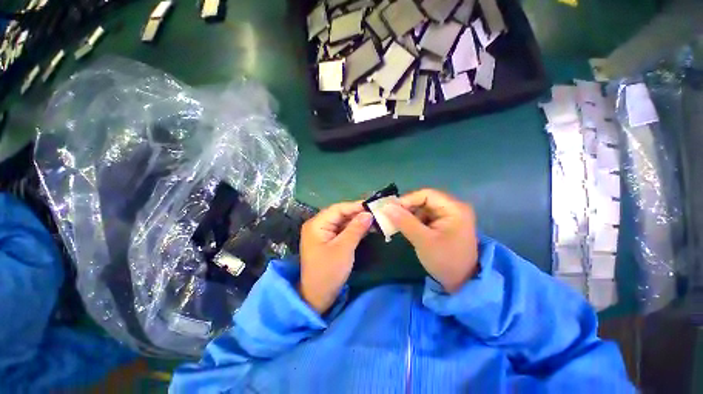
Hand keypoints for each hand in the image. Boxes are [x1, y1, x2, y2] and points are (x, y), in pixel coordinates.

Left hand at [299, 201, 372, 313]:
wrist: (317, 297)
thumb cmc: (328, 272)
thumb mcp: (344, 248)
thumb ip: (356, 229)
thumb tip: (368, 213)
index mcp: (316, 224)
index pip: (338, 209)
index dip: (355, 206)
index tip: (372, 205)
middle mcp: (318, 225)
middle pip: (340, 214)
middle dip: (357, 214)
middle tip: (376, 213)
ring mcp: (323, 233)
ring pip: (342, 222)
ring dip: (357, 221)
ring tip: (374, 220)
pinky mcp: (328, 241)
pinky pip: (342, 230)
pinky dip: (354, 229)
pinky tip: (366, 228)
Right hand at [383, 189, 478, 292]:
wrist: (462, 283)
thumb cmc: (445, 261)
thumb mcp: (423, 240)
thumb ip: (404, 221)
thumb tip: (386, 207)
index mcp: (454, 209)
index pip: (426, 194)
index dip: (407, 200)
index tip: (391, 210)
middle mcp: (453, 208)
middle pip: (424, 200)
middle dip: (407, 209)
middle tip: (391, 217)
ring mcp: (449, 216)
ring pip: (423, 209)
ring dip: (409, 215)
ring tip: (397, 224)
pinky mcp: (444, 224)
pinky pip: (425, 217)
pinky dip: (414, 221)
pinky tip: (407, 229)